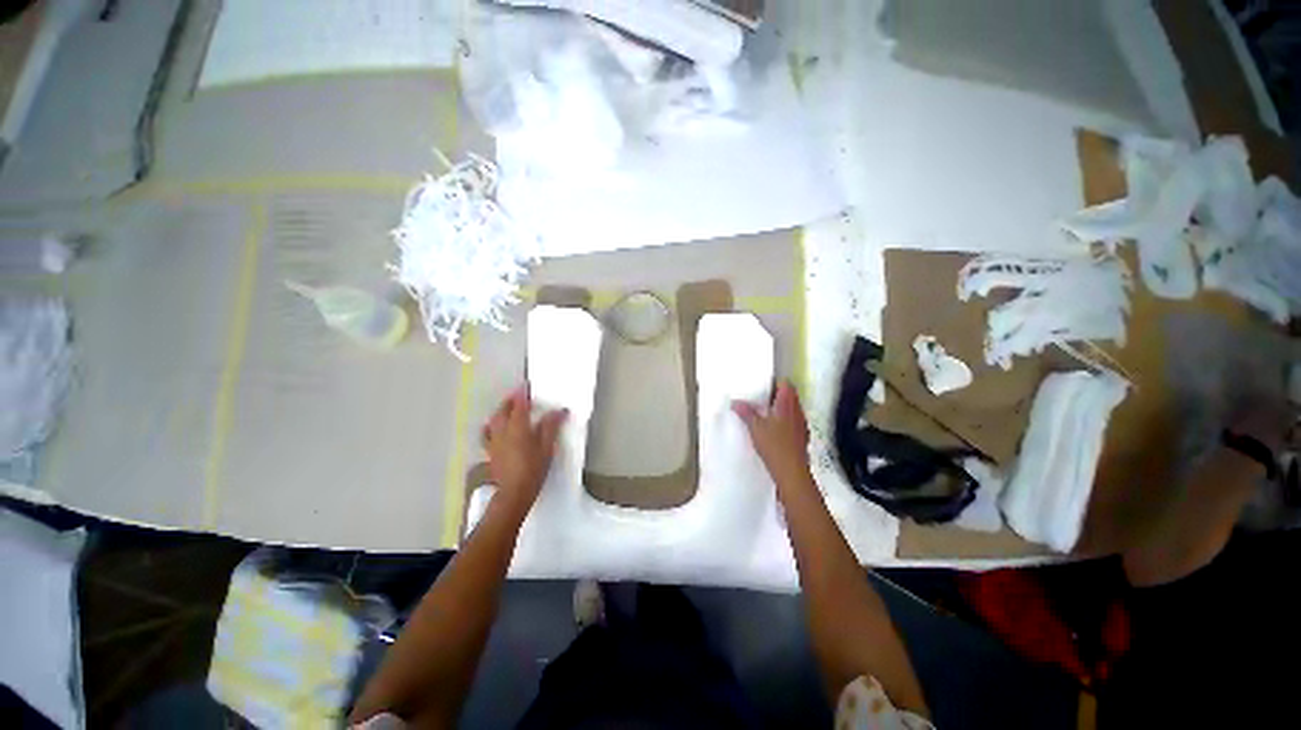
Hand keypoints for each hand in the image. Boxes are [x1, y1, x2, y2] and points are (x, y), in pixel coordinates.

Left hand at [482, 386, 567, 510]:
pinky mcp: (490, 451)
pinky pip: (487, 433)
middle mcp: (502, 430)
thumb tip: (560, 410)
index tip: (527, 384)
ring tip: (507, 408)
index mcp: (518, 427)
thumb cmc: (533, 469)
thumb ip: (551, 426)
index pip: (519, 404)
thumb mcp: (547, 447)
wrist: (514, 493)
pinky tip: (494, 428)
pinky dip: (491, 426)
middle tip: (519, 395)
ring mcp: (494, 441)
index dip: (523, 393)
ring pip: (494, 420)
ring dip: (500, 410)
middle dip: (510, 400)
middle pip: (503, 409)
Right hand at [732, 381, 814, 494]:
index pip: (786, 384)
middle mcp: (797, 411)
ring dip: (781, 409)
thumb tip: (735, 402)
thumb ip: (746, 413)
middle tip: (761, 399)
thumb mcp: (755, 427)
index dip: (775, 383)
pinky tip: (775, 430)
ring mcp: (802, 424)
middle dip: (777, 396)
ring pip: (792, 409)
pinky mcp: (802, 437)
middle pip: (790, 396)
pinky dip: (785, 421)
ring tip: (765, 414)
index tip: (763, 387)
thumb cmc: (774, 445)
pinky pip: (794, 422)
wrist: (791, 471)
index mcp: (787, 404)